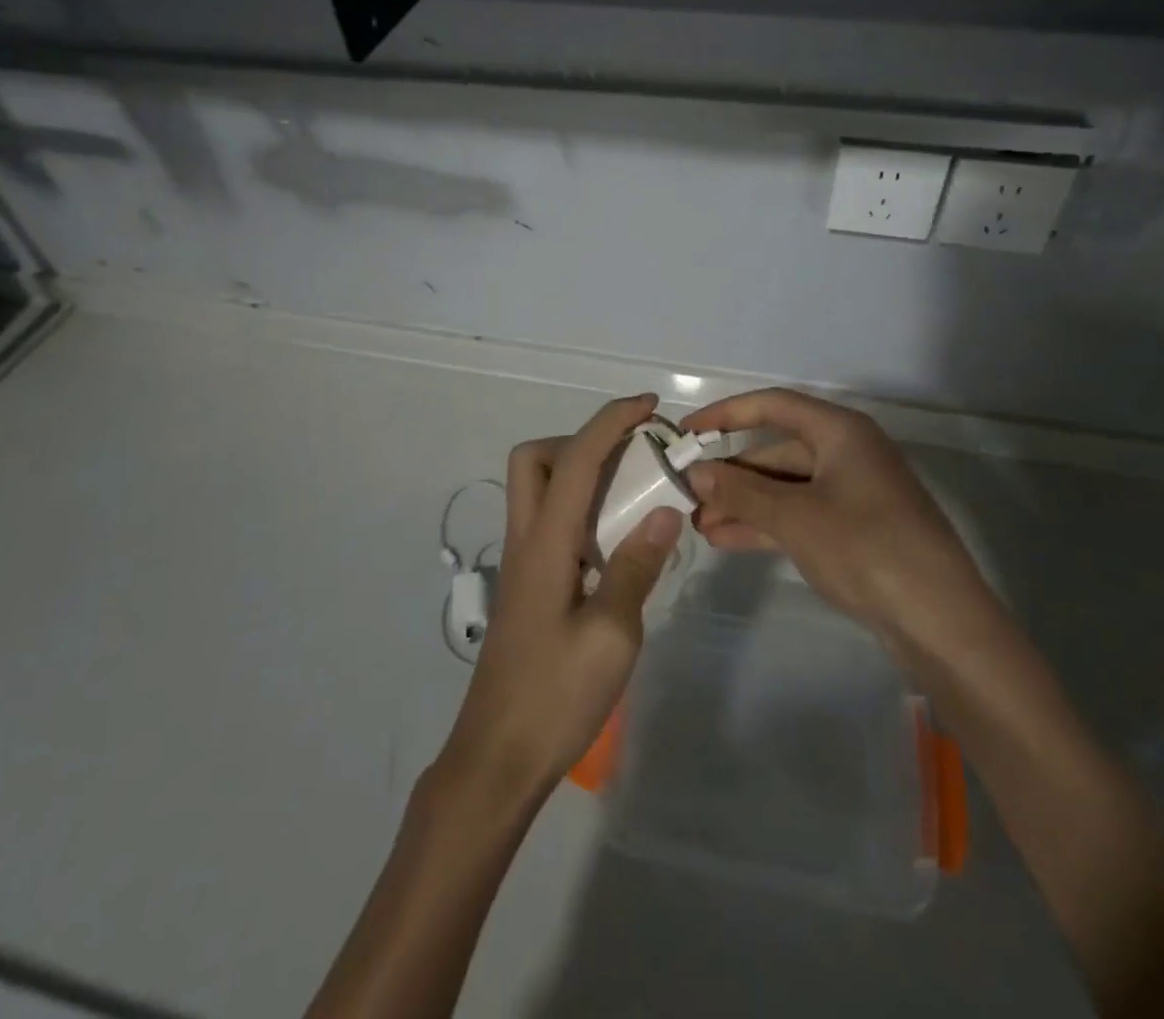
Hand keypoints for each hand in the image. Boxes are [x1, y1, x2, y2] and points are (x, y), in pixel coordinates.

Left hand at [437, 393, 682, 805]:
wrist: (498, 757)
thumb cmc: (556, 696)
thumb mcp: (612, 635)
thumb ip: (636, 566)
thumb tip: (665, 510)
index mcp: (545, 543)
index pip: (575, 460)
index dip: (610, 422)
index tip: (649, 406)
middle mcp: (526, 540)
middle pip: (533, 459)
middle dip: (580, 441)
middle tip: (628, 459)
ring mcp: (523, 563)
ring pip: (537, 489)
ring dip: (580, 473)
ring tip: (632, 494)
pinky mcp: (529, 585)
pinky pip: (550, 521)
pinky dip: (580, 508)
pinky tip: (615, 542)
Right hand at [682, 388, 991, 645]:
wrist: (940, 622)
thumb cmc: (865, 549)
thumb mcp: (795, 517)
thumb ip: (741, 491)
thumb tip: (695, 471)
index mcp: (840, 432)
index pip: (773, 405)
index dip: (726, 414)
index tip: (687, 432)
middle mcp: (847, 453)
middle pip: (777, 450)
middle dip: (732, 474)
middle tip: (688, 495)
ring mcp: (852, 493)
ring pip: (785, 487)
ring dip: (744, 503)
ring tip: (700, 524)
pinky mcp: (854, 530)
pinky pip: (799, 515)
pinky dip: (766, 525)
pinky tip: (728, 541)